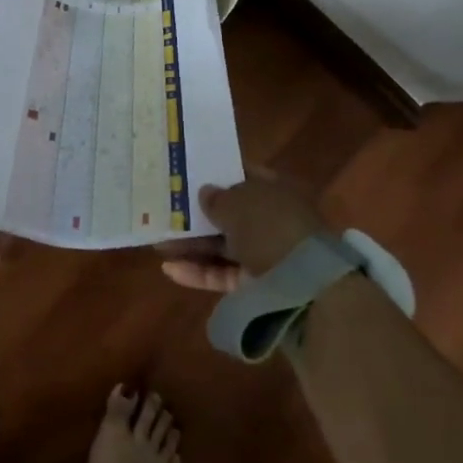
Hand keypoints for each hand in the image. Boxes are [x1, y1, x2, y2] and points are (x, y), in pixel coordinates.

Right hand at [158, 165, 328, 292]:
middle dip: (200, 215)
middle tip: (167, 211)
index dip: (220, 174)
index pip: (246, 176)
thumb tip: (205, 192)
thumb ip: (217, 197)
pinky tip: (169, 268)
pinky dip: (198, 272)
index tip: (191, 174)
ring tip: (158, 243)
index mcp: (276, 191)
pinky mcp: (255, 288)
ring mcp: (265, 256)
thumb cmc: (271, 228)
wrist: (304, 288)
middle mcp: (272, 221)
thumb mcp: (239, 202)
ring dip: (192, 245)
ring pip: (223, 246)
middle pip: (232, 214)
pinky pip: (222, 275)